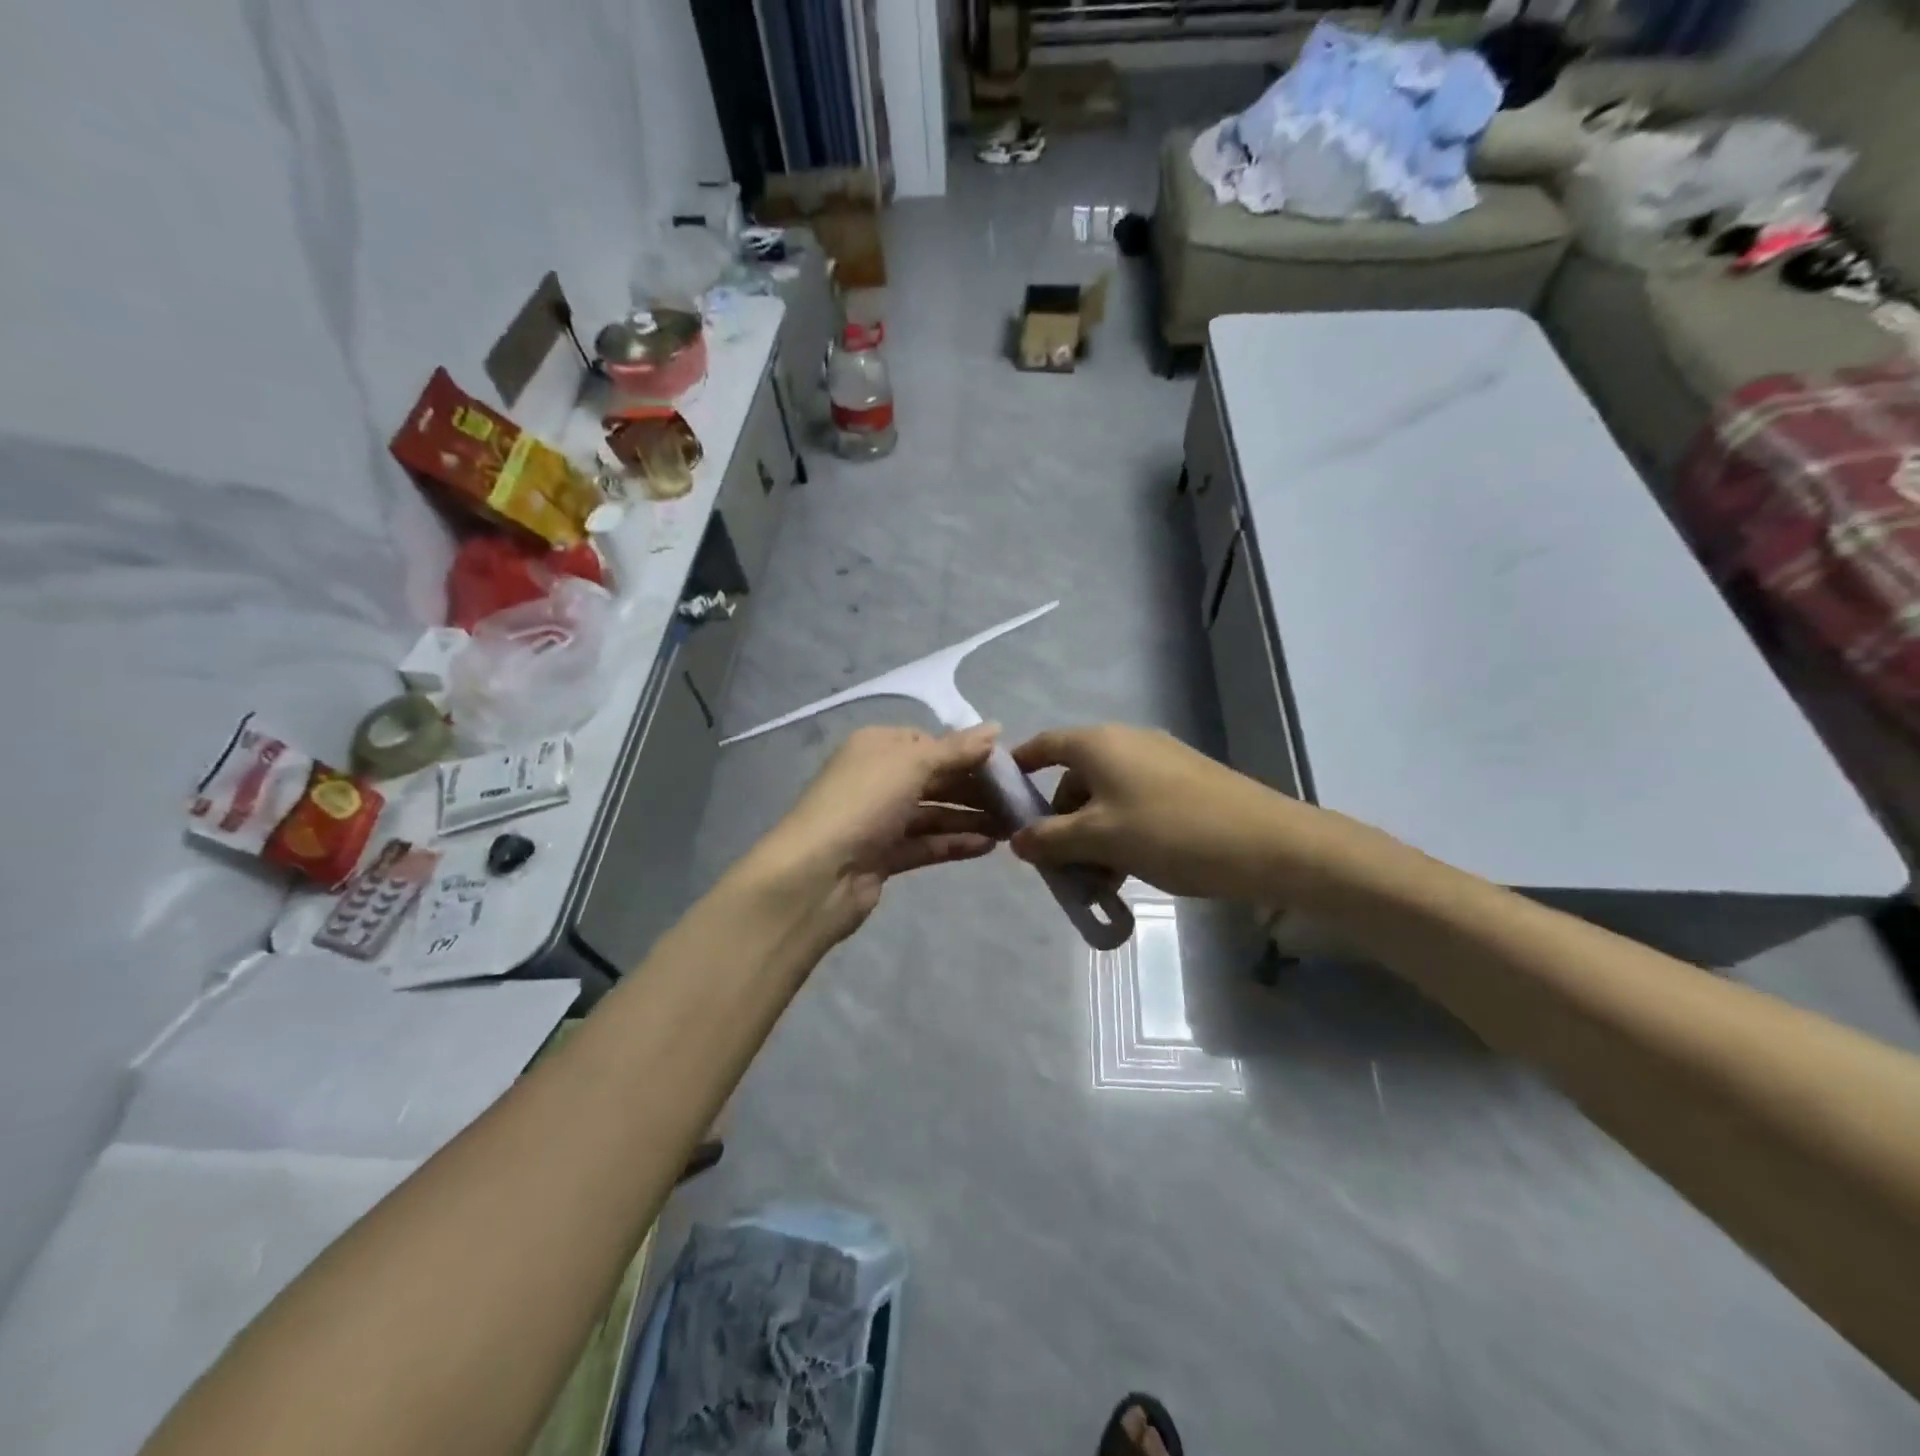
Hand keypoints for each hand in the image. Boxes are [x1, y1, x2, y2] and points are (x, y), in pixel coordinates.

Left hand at [751, 723, 1007, 940]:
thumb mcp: (912, 764)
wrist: (817, 875)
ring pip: (933, 813)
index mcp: (877, 747)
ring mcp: (879, 820)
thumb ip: (956, 749)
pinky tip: (987, 846)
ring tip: (1011, 826)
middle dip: (974, 788)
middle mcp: (877, 779)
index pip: (929, 742)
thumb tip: (995, 727)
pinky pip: (926, 843)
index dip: (966, 752)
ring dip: (970, 817)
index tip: (1006, 765)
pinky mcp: (883, 856)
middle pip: (934, 778)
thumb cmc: (864, 803)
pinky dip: (954, 842)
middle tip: (1017, 799)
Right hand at [1008, 724, 1376, 904]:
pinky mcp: (1183, 783)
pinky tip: (1127, 871)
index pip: (1043, 746)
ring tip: (1096, 880)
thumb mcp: (1100, 840)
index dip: (1018, 770)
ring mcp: (1158, 761)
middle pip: (1073, 778)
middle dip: (1059, 821)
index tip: (999, 802)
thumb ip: (1050, 839)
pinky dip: (1119, 833)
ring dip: (1090, 836)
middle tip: (1055, 865)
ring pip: (1105, 797)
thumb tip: (1016, 840)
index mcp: (1098, 744)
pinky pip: (1133, 804)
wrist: (1269, 844)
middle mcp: (1125, 742)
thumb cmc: (1171, 832)